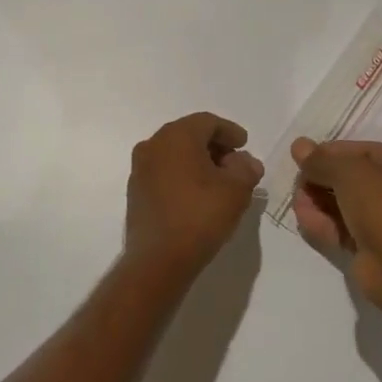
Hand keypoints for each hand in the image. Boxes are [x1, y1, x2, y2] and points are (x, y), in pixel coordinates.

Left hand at [125, 112, 265, 273]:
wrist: (158, 259)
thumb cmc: (200, 216)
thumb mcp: (237, 190)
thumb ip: (246, 168)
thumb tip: (244, 162)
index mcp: (177, 136)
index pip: (207, 122)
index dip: (229, 131)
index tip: (244, 145)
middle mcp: (153, 144)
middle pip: (189, 134)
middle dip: (214, 145)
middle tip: (234, 163)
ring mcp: (140, 168)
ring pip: (174, 153)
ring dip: (197, 161)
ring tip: (218, 181)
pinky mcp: (135, 190)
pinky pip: (163, 171)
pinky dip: (182, 175)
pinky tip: (197, 195)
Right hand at [291, 139, 381, 305]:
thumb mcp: (348, 172)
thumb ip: (320, 160)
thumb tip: (299, 145)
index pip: (364, 151)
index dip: (331, 152)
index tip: (304, 157)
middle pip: (353, 180)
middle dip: (322, 180)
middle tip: (298, 183)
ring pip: (346, 207)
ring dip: (319, 202)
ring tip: (298, 202)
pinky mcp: (374, 251)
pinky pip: (345, 230)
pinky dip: (324, 224)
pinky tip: (304, 219)